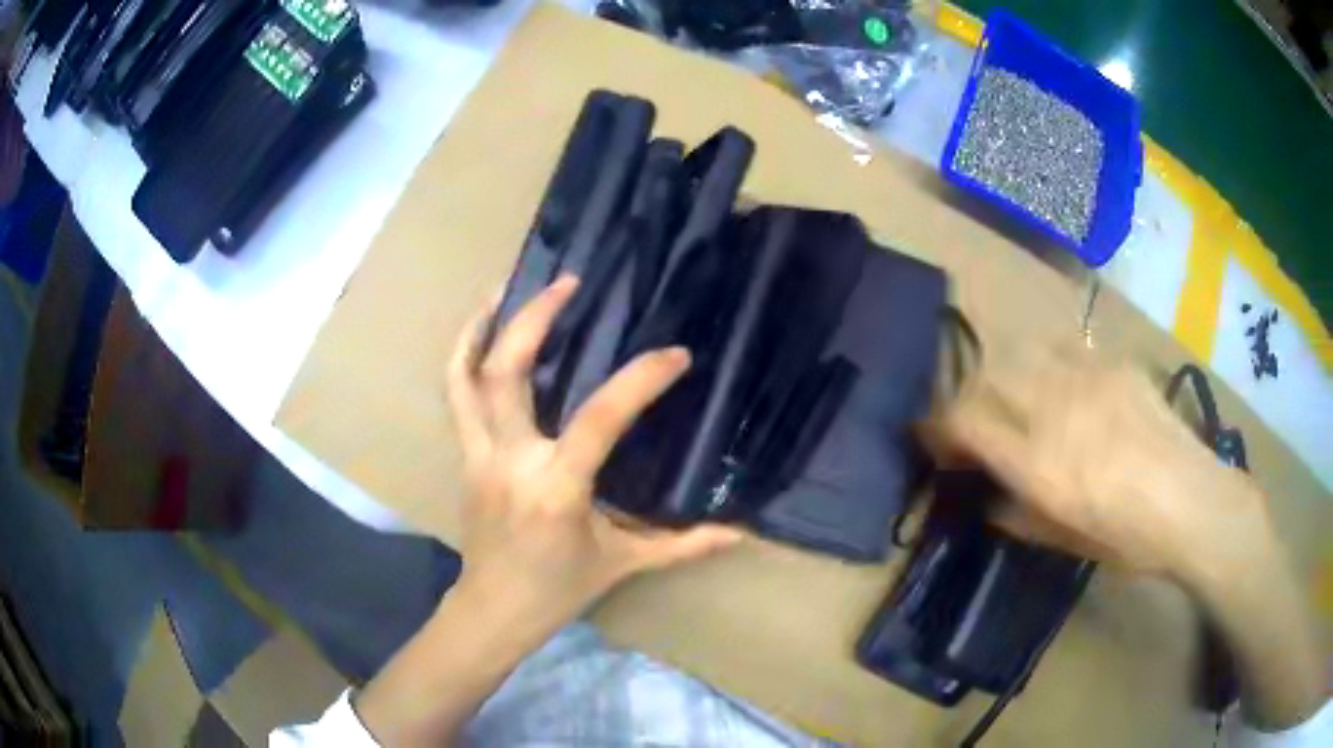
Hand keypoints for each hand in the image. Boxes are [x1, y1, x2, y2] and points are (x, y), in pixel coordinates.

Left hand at [447, 275, 742, 635]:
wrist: (494, 609)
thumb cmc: (559, 590)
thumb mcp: (624, 564)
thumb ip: (684, 545)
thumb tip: (740, 534)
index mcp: (556, 489)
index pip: (599, 418)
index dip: (640, 380)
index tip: (675, 356)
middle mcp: (510, 462)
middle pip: (507, 374)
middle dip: (535, 319)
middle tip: (569, 283)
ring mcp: (479, 455)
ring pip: (467, 378)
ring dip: (485, 326)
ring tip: (509, 285)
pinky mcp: (466, 455)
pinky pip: (455, 396)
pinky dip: (463, 355)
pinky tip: (480, 328)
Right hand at [933, 349, 1274, 585]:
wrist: (1193, 500)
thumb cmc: (1130, 538)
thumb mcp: (1067, 542)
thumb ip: (1018, 516)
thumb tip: (987, 500)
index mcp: (1041, 464)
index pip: (965, 422)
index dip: (937, 426)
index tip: (930, 436)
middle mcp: (1056, 409)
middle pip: (987, 379)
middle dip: (968, 399)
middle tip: (976, 424)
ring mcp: (1087, 378)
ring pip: (1023, 355)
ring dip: (1006, 378)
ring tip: (1020, 401)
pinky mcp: (1113, 363)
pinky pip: (1065, 351)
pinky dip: (1049, 367)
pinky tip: (1067, 389)